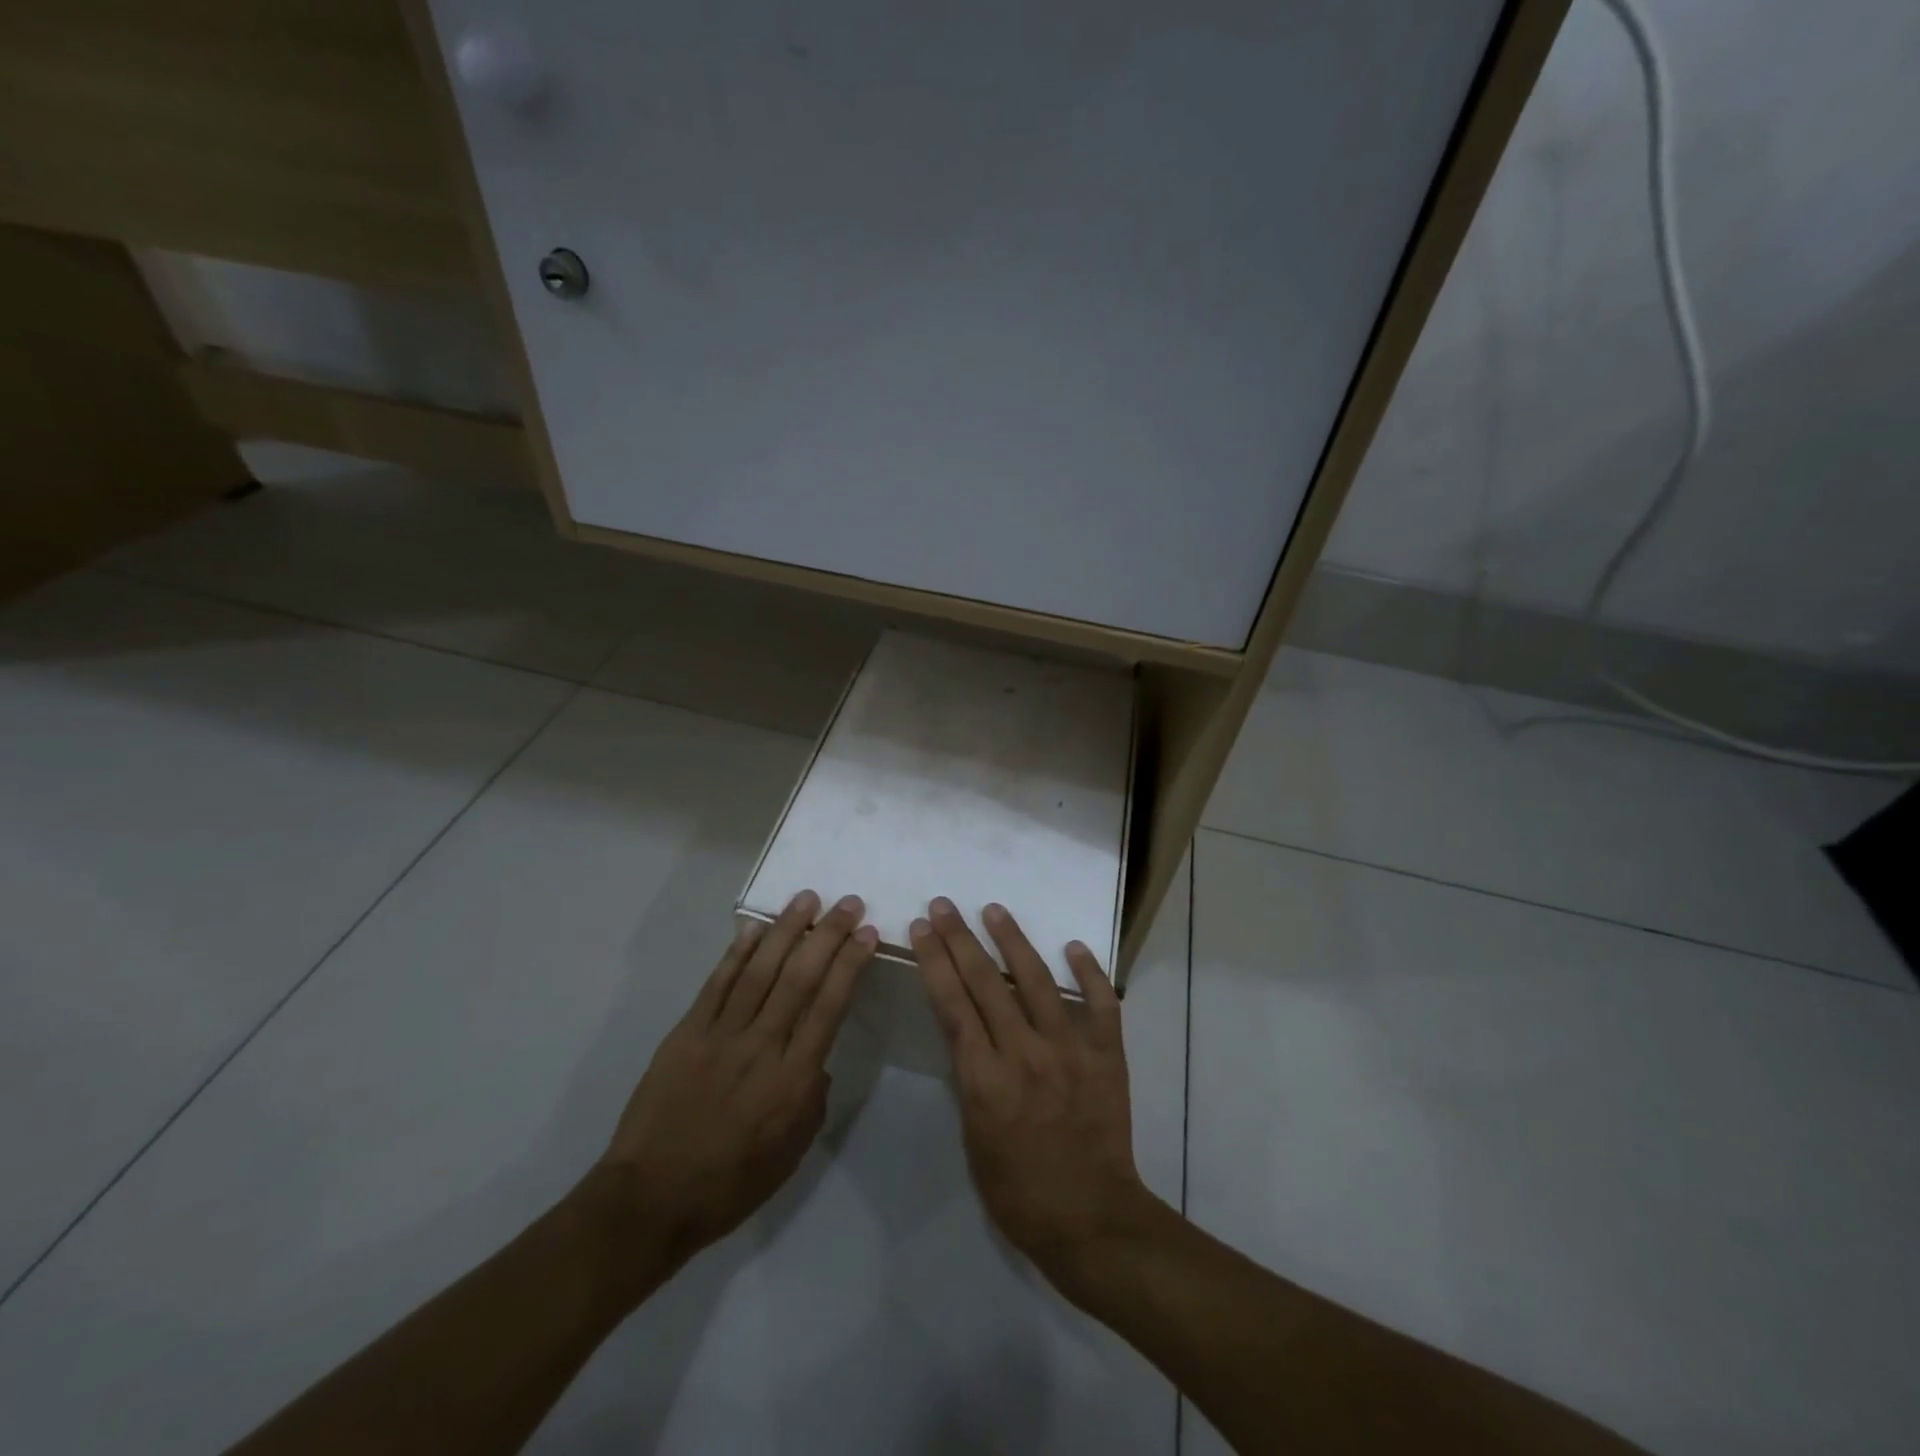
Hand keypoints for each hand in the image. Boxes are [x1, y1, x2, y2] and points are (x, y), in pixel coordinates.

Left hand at [594, 890, 876, 1272]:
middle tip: (848, 903)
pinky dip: (737, 953)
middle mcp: (762, 1046)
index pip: (829, 1006)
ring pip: (760, 970)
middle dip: (827, 935)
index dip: (850, 964)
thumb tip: (815, 1057)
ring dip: (786, 930)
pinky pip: (717, 984)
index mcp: (793, 1079)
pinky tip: (754, 929)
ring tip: (807, 899)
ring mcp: (721, 1035)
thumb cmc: (731, 1183)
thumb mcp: (792, 1151)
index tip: (867, 933)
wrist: (651, 1198)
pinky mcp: (687, 1033)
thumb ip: (812, 1096)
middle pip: (800, 978)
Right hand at [912, 898, 1157, 1286]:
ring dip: (1013, 941)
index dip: (934, 962)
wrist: (1091, 1220)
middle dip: (960, 939)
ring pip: (1038, 981)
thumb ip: (971, 1079)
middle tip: (944, 906)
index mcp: (985, 1079)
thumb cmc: (1019, 1192)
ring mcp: (1070, 1050)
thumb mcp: (974, 1138)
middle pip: (985, 983)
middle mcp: (1025, 1054)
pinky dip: (1090, 973)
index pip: (953, 1005)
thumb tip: (968, 1035)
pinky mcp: (1107, 1056)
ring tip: (994, 910)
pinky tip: (1074, 946)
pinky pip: (1101, 1004)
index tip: (922, 929)